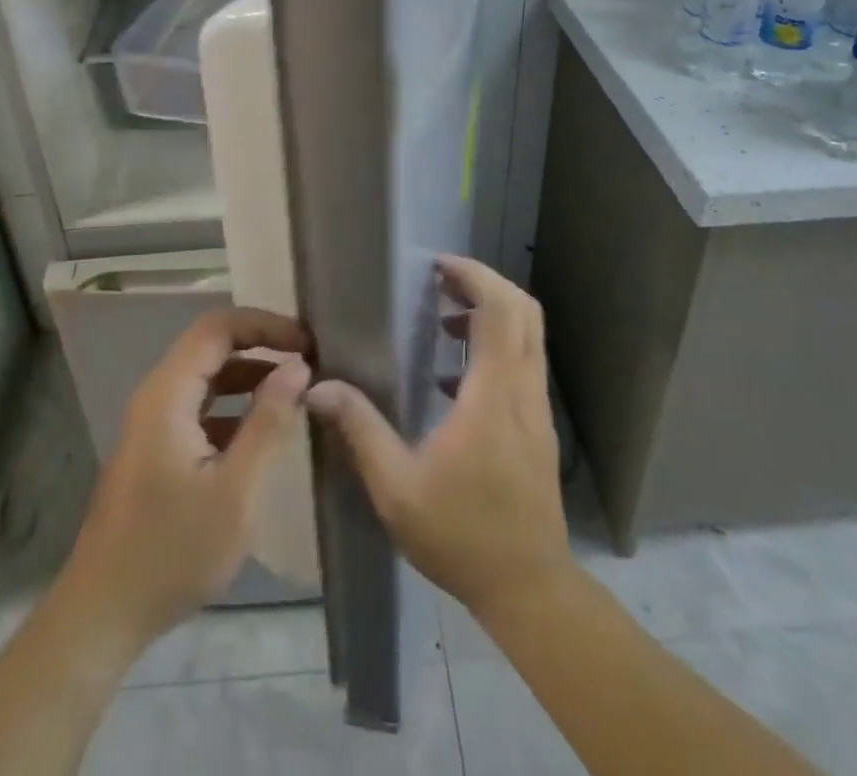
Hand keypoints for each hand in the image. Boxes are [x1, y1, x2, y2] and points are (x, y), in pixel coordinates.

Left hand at [57, 308, 311, 651]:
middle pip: (211, 346)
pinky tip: (264, 429)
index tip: (308, 342)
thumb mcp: (235, 490)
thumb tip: (298, 367)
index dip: (265, 324)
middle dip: (261, 344)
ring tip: (296, 388)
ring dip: (250, 375)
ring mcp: (153, 423)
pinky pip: (200, 406)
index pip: (218, 328)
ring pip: (206, 376)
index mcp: (167, 394)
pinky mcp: (156, 448)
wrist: (102, 615)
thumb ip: (268, 422)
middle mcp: (156, 396)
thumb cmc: (171, 552)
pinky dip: (235, 405)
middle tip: (309, 360)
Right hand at [306, 255, 570, 617]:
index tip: (437, 267)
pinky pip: (524, 362)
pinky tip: (451, 377)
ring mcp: (537, 408)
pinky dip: (496, 346)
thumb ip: (360, 430)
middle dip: (485, 284)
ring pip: (528, 335)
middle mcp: (524, 390)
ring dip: (491, 313)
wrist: (529, 588)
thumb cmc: (461, 535)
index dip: (474, 277)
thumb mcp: (396, 488)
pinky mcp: (538, 426)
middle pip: (523, 311)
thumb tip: (318, 387)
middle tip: (439, 282)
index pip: (500, 311)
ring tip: (442, 319)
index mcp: (493, 395)